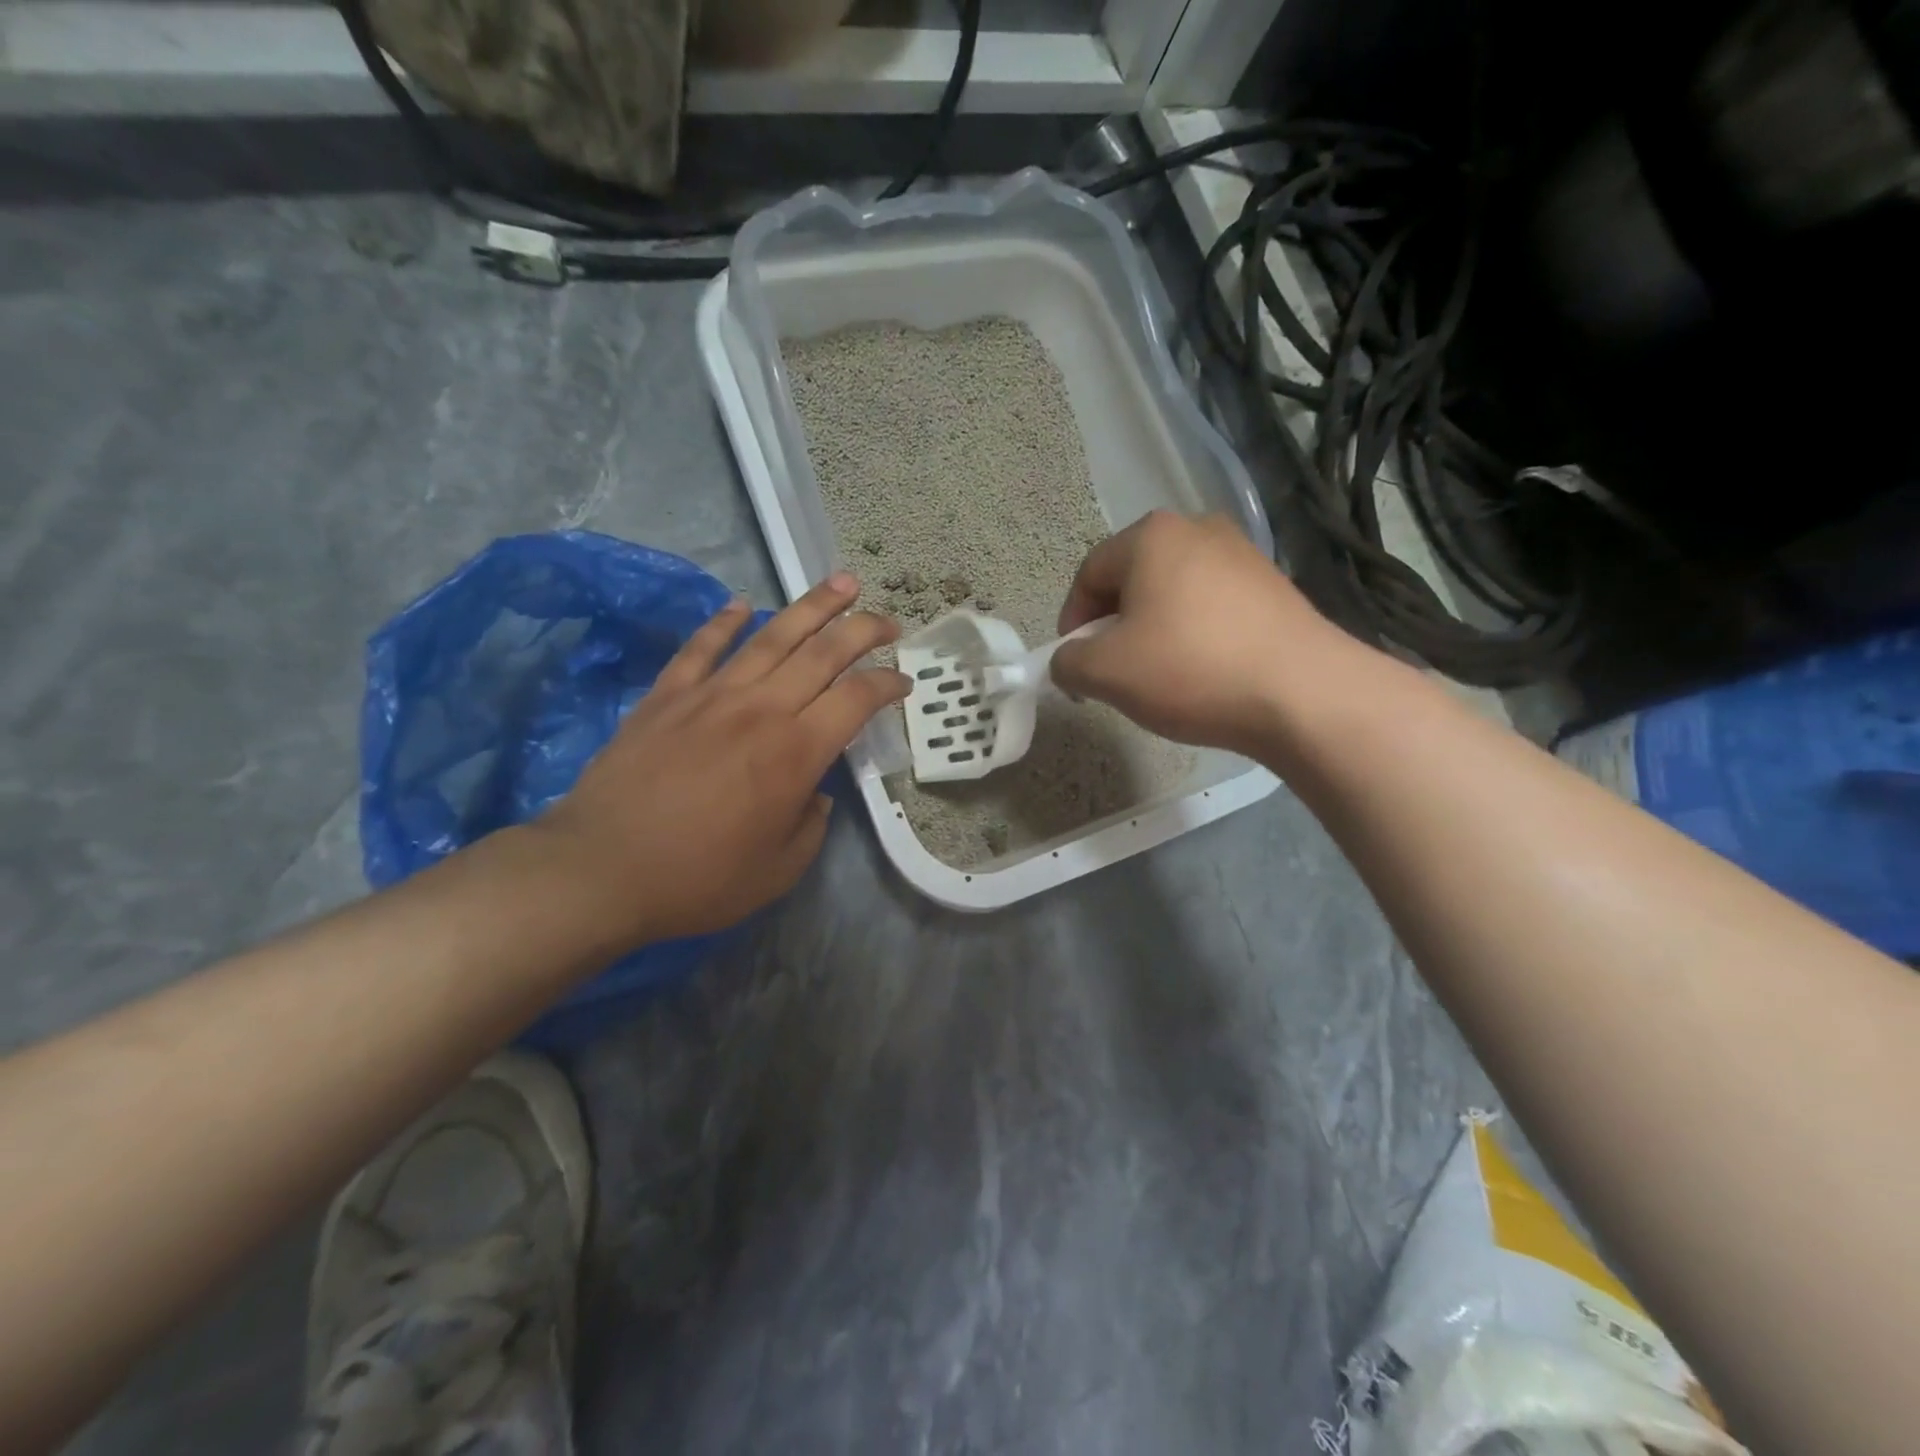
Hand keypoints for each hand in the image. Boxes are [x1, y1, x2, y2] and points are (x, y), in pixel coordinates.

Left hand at [537, 574, 907, 945]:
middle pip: (823, 652)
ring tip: (840, 583)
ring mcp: (711, 695)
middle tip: (888, 620)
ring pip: (771, 636)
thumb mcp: (780, 870)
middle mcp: (761, 709)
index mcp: (797, 752)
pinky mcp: (667, 696)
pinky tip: (741, 605)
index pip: (857, 698)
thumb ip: (811, 825)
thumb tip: (814, 794)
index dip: (888, 684)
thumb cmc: (700, 878)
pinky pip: (701, 648)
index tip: (903, 681)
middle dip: (863, 630)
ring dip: (811, 606)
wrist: (601, 870)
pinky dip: (723, 622)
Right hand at [1052, 511, 1353, 753]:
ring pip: (1173, 592)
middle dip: (1113, 625)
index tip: (1074, 663)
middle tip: (1114, 670)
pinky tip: (1202, 670)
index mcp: (1151, 536)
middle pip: (1132, 579)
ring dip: (1153, 629)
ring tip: (1159, 675)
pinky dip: (1193, 633)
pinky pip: (1212, 604)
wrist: (1304, 693)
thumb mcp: (1106, 673)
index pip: (1088, 574)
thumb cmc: (1191, 669)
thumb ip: (1068, 662)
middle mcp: (1197, 528)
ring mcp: (1242, 553)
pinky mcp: (1273, 584)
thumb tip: (1069, 660)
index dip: (1071, 620)